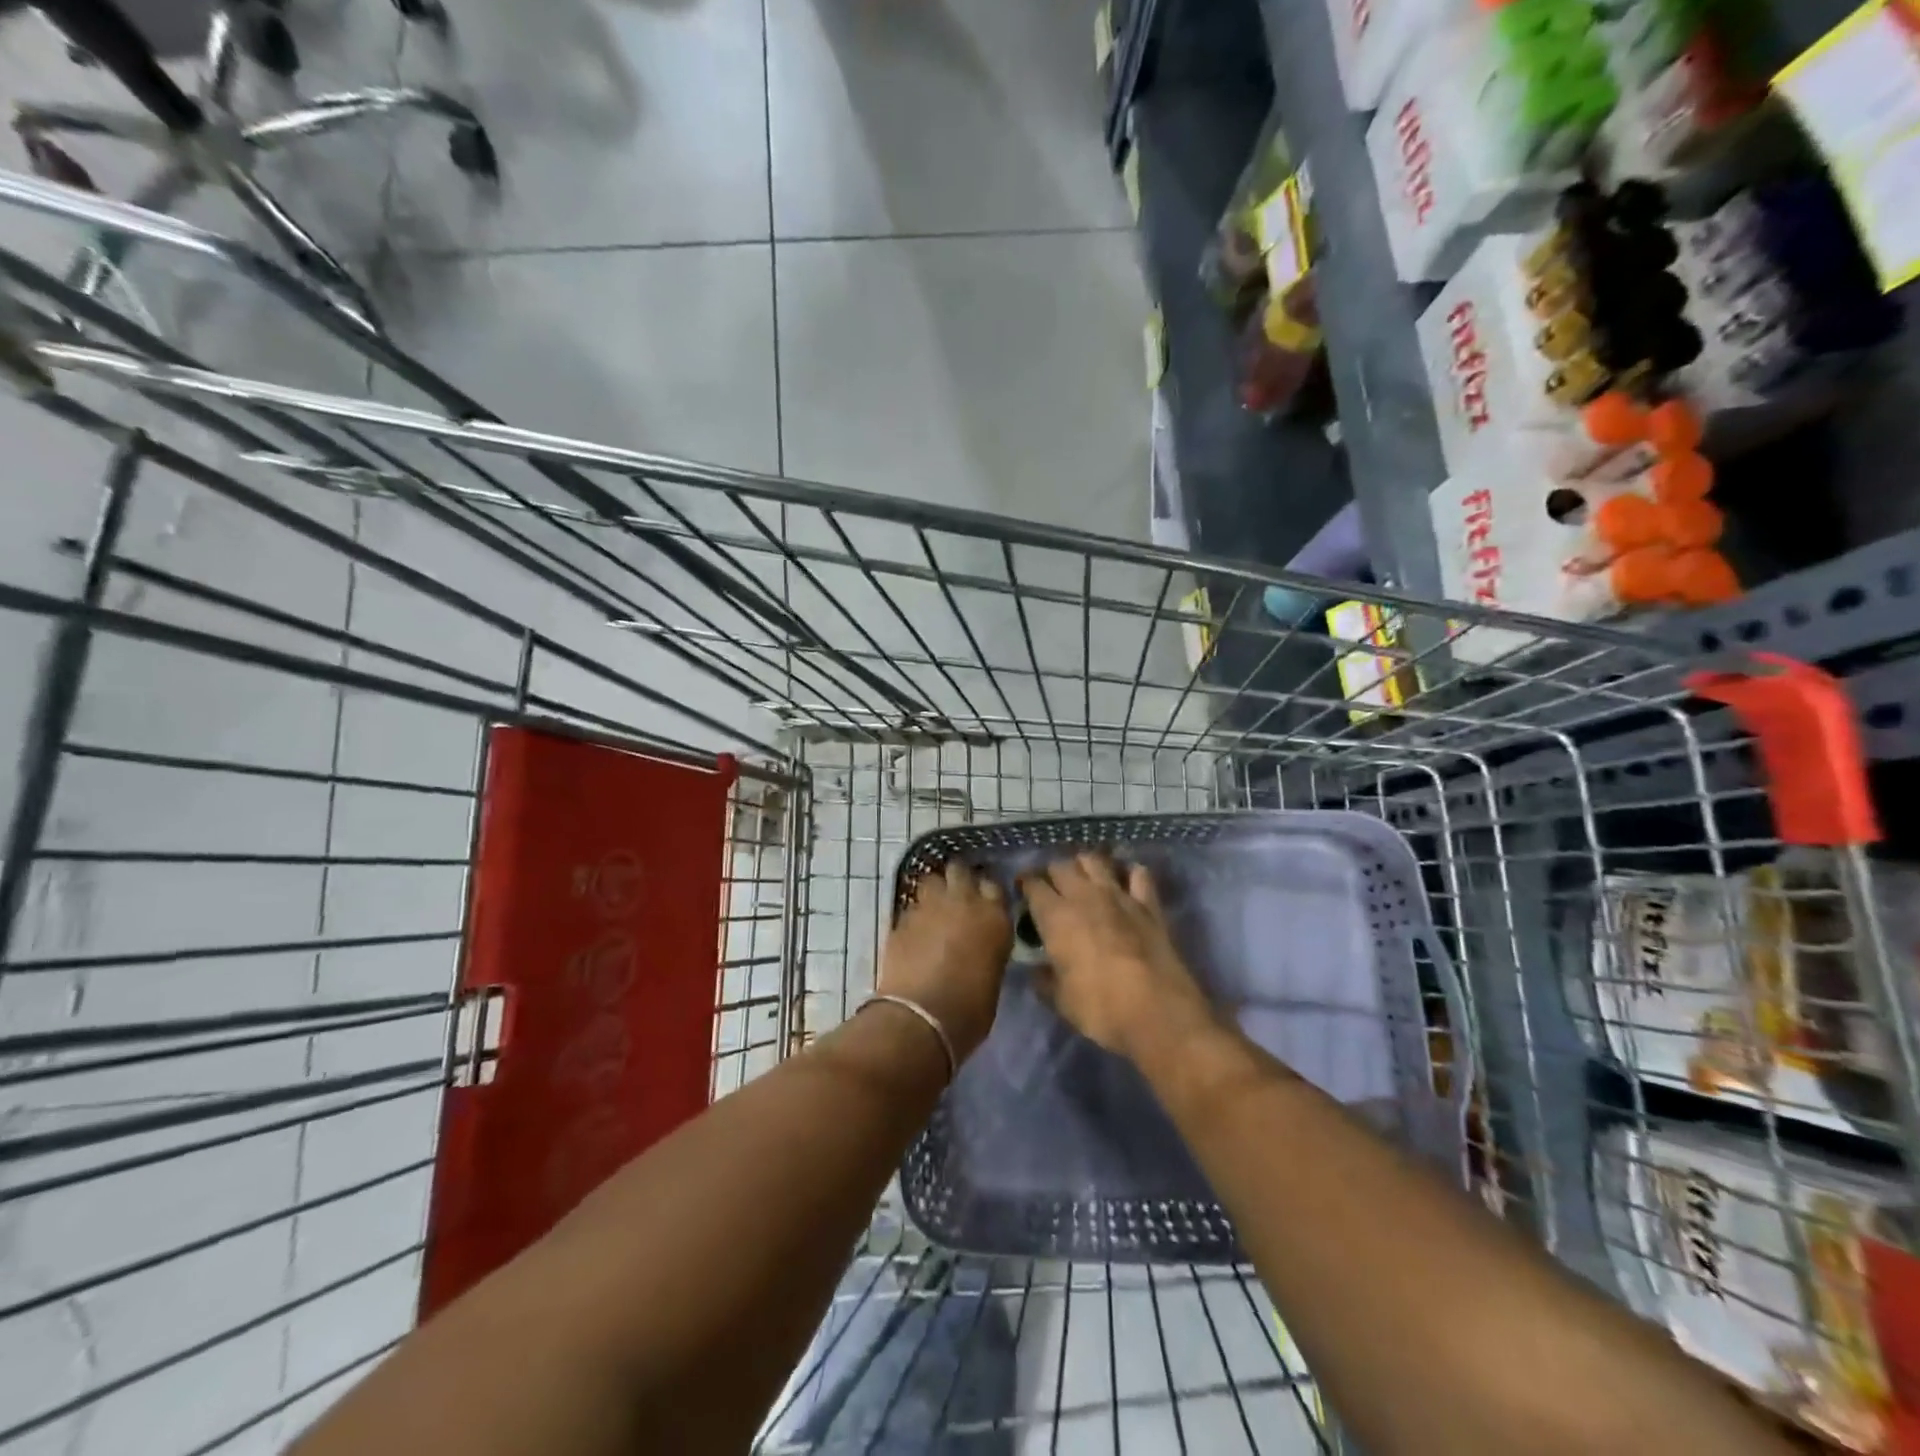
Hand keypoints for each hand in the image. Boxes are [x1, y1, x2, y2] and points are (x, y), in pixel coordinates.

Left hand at [878, 860, 1013, 1063]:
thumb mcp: (993, 976)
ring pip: (932, 880)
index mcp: (994, 917)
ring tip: (935, 909)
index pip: (994, 886)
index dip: (987, 893)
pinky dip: (915, 914)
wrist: (920, 1019)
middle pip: (960, 870)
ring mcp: (929, 906)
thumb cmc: (969, 1010)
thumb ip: (988, 948)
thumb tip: (980, 945)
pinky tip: (915, 931)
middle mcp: (963, 902)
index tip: (985, 902)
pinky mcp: (902, 918)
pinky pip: (912, 905)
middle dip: (959, 879)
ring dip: (935, 891)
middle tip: (958, 897)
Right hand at [1021, 853, 1213, 1061]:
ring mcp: (1119, 895)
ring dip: (1085, 865)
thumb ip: (1044, 980)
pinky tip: (1125, 882)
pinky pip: (1138, 874)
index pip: (1032, 884)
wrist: (1157, 1012)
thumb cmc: (1100, 1008)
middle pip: (1061, 865)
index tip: (1022, 890)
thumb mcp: (1060, 1001)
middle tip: (1051, 887)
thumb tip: (1036, 970)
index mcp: (1055, 916)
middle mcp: (1083, 895)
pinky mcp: (1148, 904)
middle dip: (1052, 873)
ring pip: (1095, 860)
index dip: (1025, 884)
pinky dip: (1129, 873)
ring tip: (1083, 877)